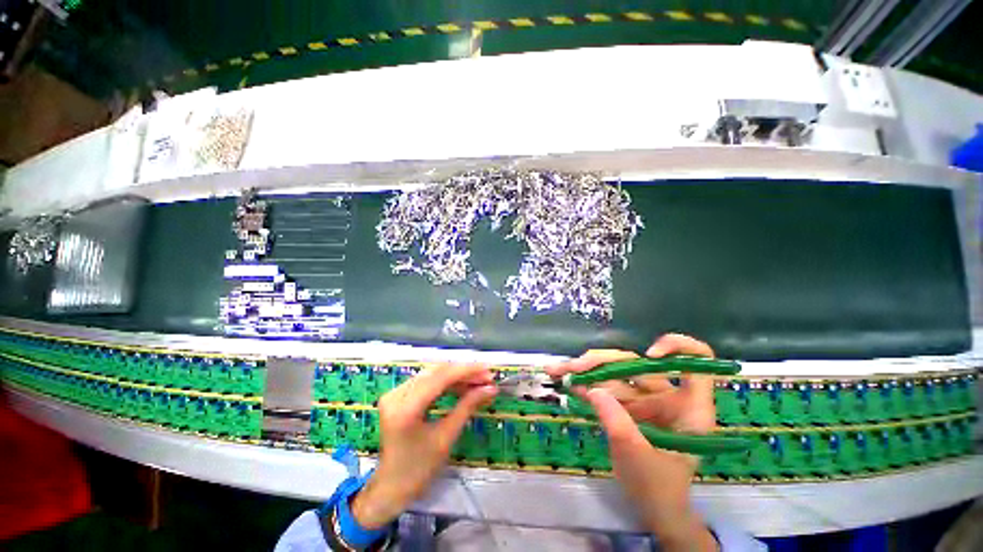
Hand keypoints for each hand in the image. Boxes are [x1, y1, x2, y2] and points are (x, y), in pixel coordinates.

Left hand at [351, 363, 497, 529]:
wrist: (391, 488)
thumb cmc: (419, 469)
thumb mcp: (446, 437)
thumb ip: (468, 406)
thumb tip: (491, 389)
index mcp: (405, 408)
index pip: (440, 378)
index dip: (466, 370)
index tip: (488, 369)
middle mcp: (396, 395)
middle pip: (436, 373)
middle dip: (464, 373)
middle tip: (487, 377)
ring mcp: (394, 393)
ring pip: (432, 375)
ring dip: (456, 376)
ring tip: (478, 381)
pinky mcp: (397, 395)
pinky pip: (426, 381)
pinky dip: (445, 382)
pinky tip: (462, 385)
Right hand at [547, 334, 718, 551]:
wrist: (653, 508)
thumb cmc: (659, 488)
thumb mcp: (638, 457)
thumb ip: (616, 422)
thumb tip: (592, 390)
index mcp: (688, 407)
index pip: (698, 362)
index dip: (677, 348)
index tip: (649, 354)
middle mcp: (667, 395)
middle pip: (636, 363)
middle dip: (601, 362)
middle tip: (572, 367)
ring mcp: (645, 399)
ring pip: (614, 372)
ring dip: (585, 370)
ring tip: (558, 371)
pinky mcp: (627, 404)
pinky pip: (605, 387)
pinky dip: (585, 384)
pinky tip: (566, 381)